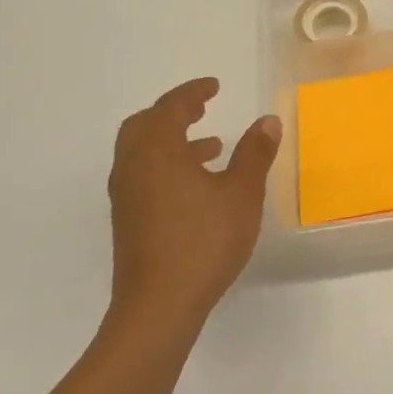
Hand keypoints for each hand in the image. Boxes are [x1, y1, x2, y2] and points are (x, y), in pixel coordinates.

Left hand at [106, 78, 281, 345]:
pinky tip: (198, 187)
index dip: (193, 92)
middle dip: (173, 112)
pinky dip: (167, 165)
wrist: (158, 306)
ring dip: (172, 141)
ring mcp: (126, 197)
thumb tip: (267, 121)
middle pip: (144, 125)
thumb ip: (254, 154)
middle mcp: (133, 168)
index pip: (170, 108)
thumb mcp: (241, 194)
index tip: (214, 86)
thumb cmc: (203, 242)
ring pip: (141, 152)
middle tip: (202, 108)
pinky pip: (143, 175)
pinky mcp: (128, 221)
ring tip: (211, 147)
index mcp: (157, 153)